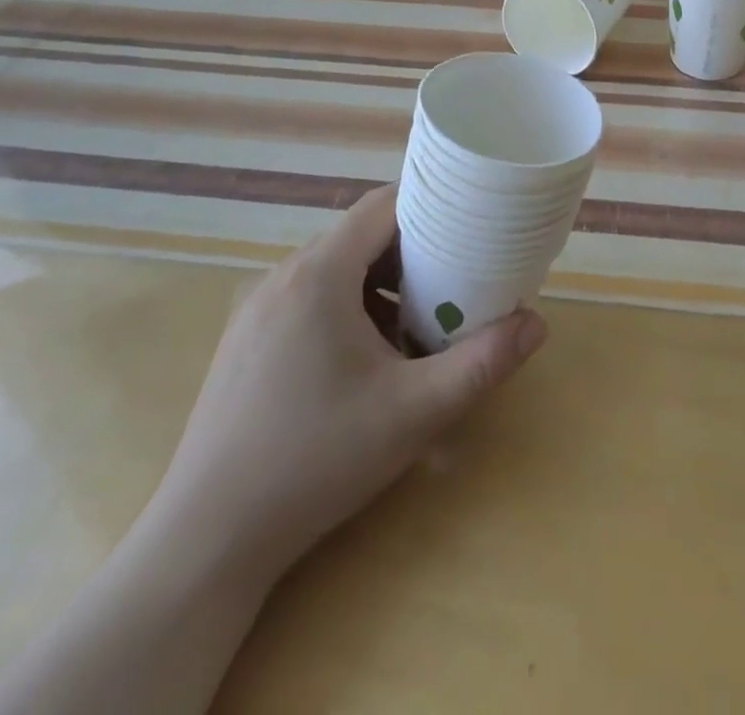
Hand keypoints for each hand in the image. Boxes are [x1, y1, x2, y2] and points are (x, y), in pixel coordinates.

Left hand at [146, 183, 546, 579]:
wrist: (207, 539)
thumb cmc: (317, 460)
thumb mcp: (414, 411)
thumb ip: (482, 363)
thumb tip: (537, 324)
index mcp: (320, 273)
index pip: (383, 205)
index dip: (430, 206)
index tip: (469, 226)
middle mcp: (283, 275)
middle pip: (360, 236)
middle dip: (412, 253)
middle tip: (453, 284)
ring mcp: (257, 307)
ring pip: (334, 269)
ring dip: (379, 284)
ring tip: (414, 327)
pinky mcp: (244, 339)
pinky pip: (308, 298)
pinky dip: (347, 307)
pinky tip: (363, 362)